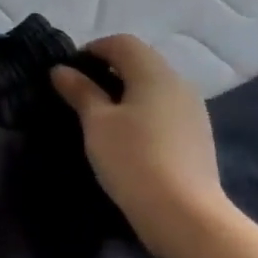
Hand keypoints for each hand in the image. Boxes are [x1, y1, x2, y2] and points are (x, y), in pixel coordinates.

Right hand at [51, 35, 230, 257]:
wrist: (184, 214)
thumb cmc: (133, 159)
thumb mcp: (96, 122)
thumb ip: (80, 91)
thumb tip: (61, 69)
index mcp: (155, 74)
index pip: (122, 43)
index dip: (92, 50)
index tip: (68, 73)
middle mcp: (179, 84)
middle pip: (140, 62)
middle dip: (107, 71)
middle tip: (78, 95)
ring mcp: (192, 111)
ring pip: (152, 87)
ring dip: (124, 92)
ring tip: (99, 118)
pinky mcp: (196, 136)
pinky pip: (163, 109)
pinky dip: (141, 111)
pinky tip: (126, 138)